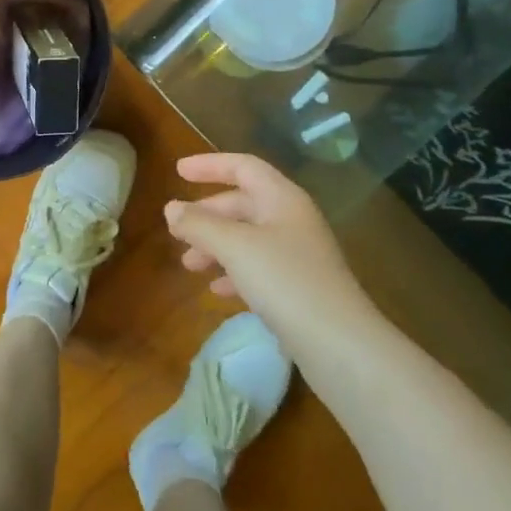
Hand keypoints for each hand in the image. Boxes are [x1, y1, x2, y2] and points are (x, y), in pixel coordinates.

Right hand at [164, 153, 377, 348]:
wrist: (340, 345)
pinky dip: (234, 272)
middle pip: (243, 203)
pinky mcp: (299, 287)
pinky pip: (258, 267)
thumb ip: (199, 224)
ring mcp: (298, 255)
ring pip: (248, 237)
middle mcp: (292, 220)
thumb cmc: (285, 281)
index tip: (178, 171)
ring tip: (189, 264)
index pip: (243, 167)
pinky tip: (216, 290)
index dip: (210, 165)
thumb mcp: (234, 247)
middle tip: (176, 230)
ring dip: (216, 245)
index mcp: (283, 198)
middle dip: (207, 214)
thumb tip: (171, 208)